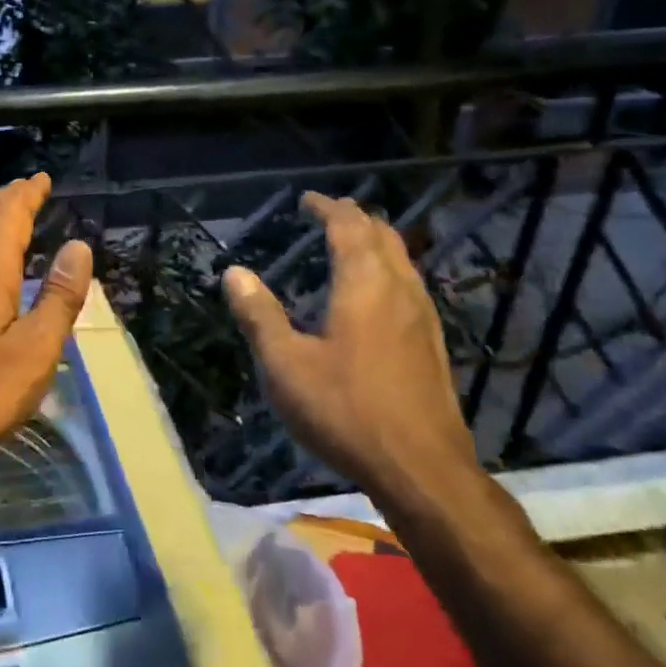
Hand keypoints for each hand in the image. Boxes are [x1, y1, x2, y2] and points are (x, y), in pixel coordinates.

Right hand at [221, 193, 476, 507]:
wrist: (421, 467)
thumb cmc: (345, 410)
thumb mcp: (286, 364)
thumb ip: (259, 315)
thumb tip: (234, 272)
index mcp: (364, 285)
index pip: (348, 227)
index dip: (327, 208)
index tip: (307, 199)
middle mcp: (399, 290)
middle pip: (383, 235)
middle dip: (355, 218)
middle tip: (329, 213)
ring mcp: (422, 317)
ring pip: (402, 260)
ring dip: (375, 242)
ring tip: (352, 243)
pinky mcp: (431, 343)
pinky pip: (409, 285)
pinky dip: (388, 269)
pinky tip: (376, 295)